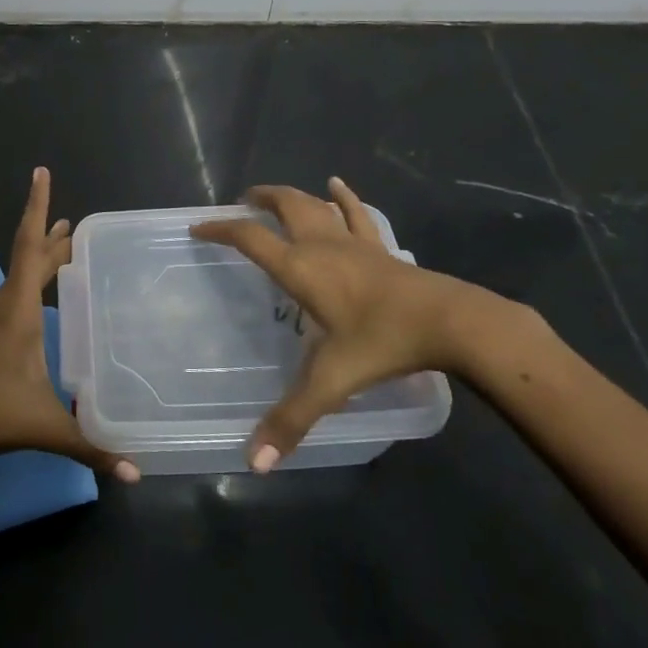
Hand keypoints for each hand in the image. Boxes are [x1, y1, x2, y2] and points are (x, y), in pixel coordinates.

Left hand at [0, 167, 139, 482]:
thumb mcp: (46, 429)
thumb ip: (92, 448)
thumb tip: (138, 471)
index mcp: (21, 313)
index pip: (33, 249)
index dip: (39, 210)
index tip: (40, 173)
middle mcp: (3, 304)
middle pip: (28, 257)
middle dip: (52, 236)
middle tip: (74, 222)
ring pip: (9, 270)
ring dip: (29, 249)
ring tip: (51, 230)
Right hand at [190, 177, 535, 471]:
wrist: (450, 322)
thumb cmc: (382, 343)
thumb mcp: (332, 382)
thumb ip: (292, 419)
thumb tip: (254, 462)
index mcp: (300, 268)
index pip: (249, 238)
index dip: (220, 229)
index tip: (198, 226)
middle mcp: (321, 245)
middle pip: (283, 206)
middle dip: (258, 200)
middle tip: (240, 203)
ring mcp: (354, 242)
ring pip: (315, 204)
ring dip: (292, 195)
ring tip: (275, 195)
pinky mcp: (380, 248)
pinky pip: (357, 214)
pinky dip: (344, 197)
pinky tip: (337, 185)